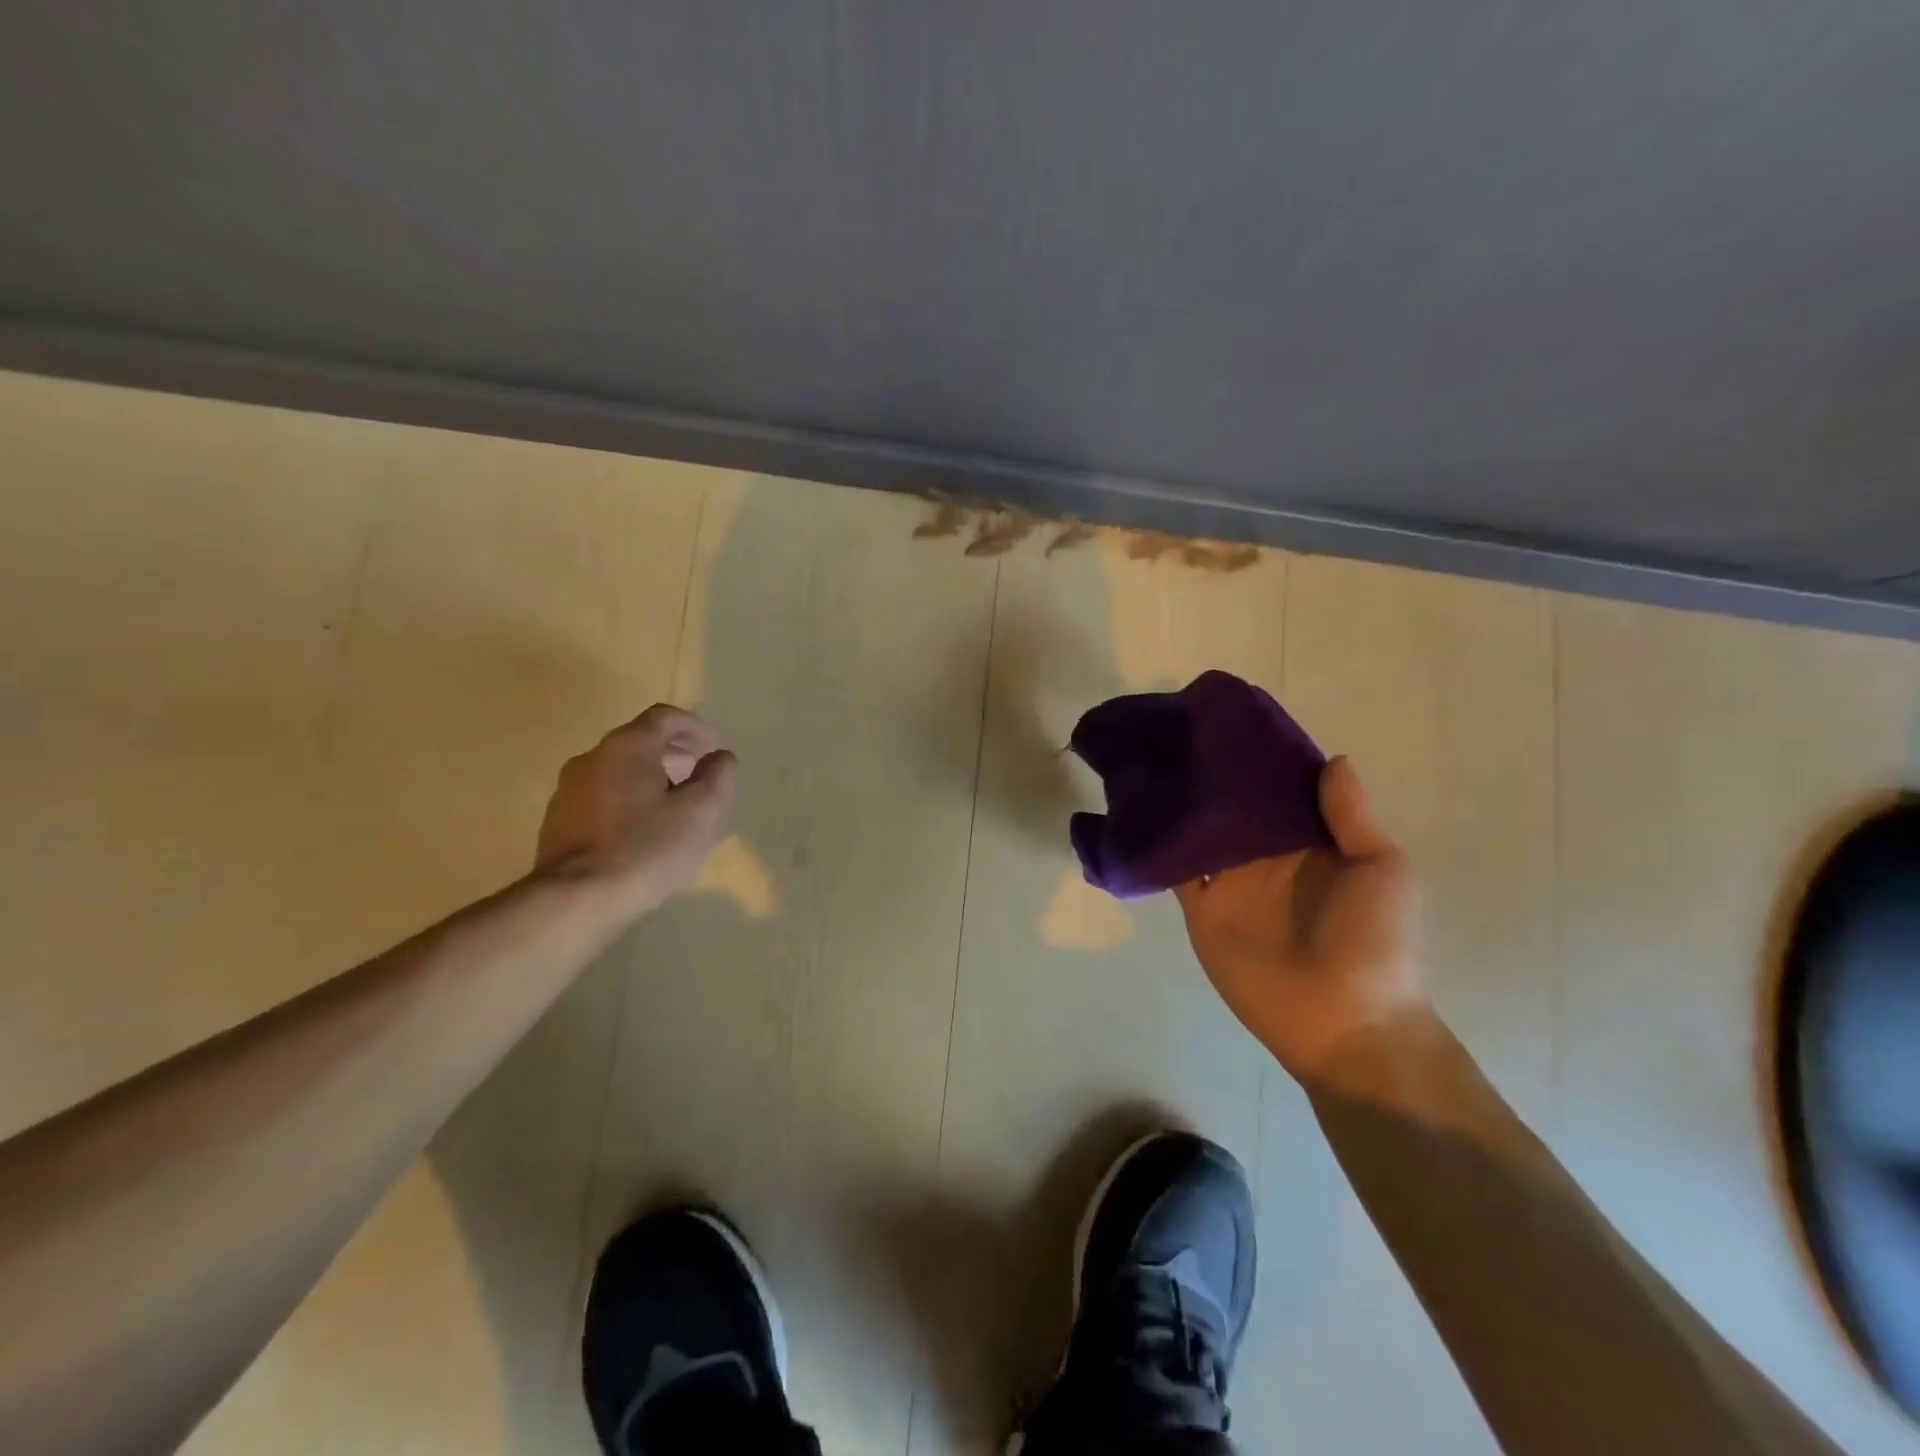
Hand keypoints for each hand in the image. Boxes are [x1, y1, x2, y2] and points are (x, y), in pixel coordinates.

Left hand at [535, 705, 737, 917]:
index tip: (713, 749)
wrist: (576, 899)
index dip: (695, 727)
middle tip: (697, 777)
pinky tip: (640, 832)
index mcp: (628, 746)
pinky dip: (626, 800)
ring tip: (672, 808)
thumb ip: (718, 776)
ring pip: (618, 770)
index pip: (665, 717)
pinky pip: (600, 796)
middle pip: (639, 741)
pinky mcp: (557, 820)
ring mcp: (568, 789)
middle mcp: (592, 757)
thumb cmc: (648, 847)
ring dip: (648, 778)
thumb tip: (719, 757)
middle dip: (673, 754)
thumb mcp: (703, 811)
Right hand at [1174, 756, 1424, 1082]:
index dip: (1258, 760)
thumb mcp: (1381, 869)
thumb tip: (1330, 758)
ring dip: (1177, 805)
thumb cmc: (1374, 941)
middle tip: (1175, 732)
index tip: (1229, 724)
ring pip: (1197, 833)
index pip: (1277, 791)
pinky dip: (1156, 847)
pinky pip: (1174, 871)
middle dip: (1209, 775)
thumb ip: (1351, 816)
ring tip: (1148, 762)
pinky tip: (1134, 815)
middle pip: (1231, 807)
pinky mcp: (1201, 909)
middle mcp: (1264, 857)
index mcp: (1309, 843)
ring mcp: (1229, 883)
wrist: (1345, 1020)